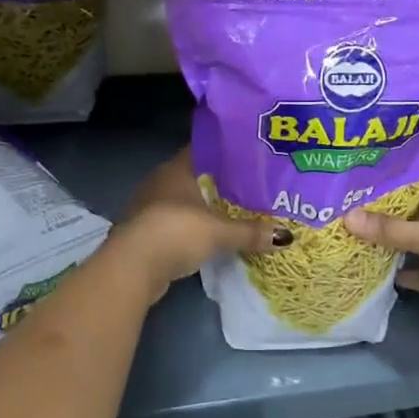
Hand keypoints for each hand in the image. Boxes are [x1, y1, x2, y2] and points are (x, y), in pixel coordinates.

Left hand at [116, 149, 291, 295]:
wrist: (132, 267)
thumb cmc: (175, 232)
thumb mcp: (219, 232)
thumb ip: (250, 232)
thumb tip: (286, 236)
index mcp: (176, 169)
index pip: (204, 150)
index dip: (226, 152)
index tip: (249, 157)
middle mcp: (160, 182)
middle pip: (195, 177)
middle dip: (219, 183)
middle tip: (249, 187)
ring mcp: (149, 207)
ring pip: (184, 201)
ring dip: (203, 208)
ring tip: (234, 212)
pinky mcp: (145, 232)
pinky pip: (175, 223)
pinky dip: (191, 228)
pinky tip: (209, 236)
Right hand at [342, 171, 418, 320]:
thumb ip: (390, 229)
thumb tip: (347, 218)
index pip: (418, 174)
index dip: (393, 170)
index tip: (363, 168)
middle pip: (413, 207)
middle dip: (385, 207)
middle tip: (349, 202)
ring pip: (417, 240)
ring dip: (395, 241)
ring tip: (358, 235)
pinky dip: (409, 273)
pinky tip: (383, 274)